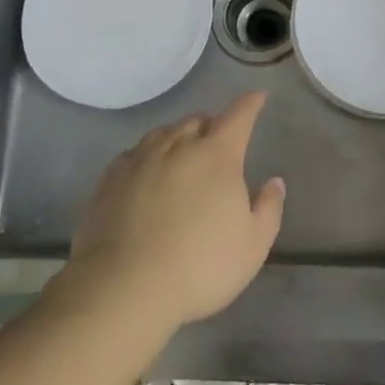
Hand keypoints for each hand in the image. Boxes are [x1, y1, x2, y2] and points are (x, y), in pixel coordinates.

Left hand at [69, 93, 285, 328]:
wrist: (124, 287)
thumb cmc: (200, 266)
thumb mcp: (253, 246)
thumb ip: (268, 208)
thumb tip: (273, 182)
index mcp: (217, 156)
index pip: (238, 116)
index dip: (250, 104)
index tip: (257, 97)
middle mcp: (178, 146)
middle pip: (198, 121)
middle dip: (212, 126)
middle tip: (218, 143)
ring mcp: (140, 160)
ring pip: (164, 133)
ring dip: (179, 137)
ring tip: (182, 155)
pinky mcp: (110, 179)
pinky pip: (135, 153)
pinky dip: (149, 156)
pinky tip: (148, 174)